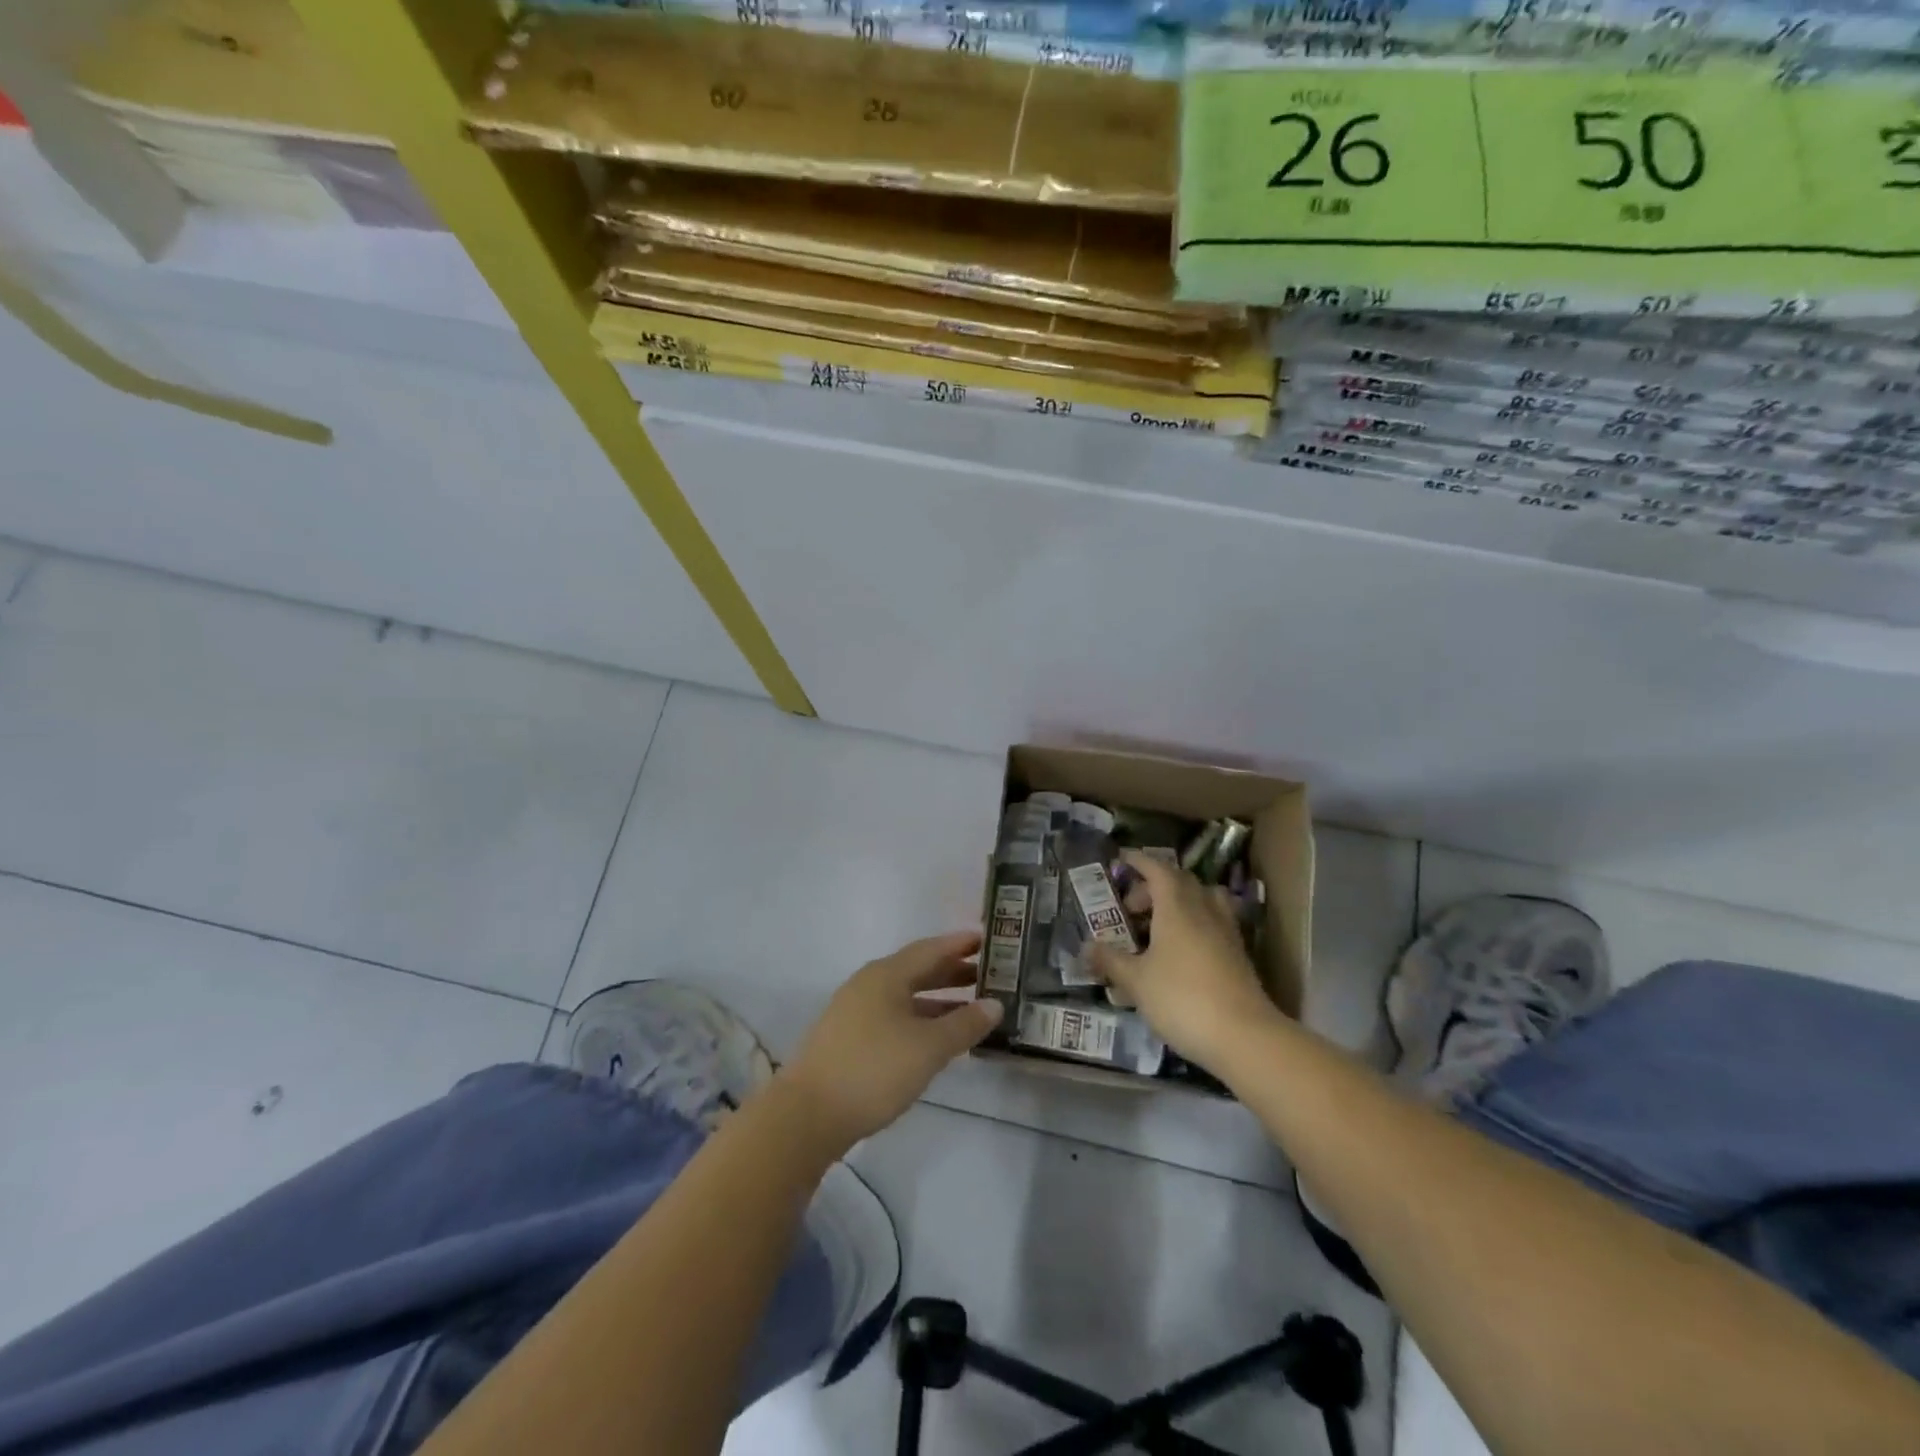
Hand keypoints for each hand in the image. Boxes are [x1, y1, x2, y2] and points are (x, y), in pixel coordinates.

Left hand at [780, 931, 1002, 1151]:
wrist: (807, 1115)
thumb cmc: (873, 1070)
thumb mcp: (928, 1047)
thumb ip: (964, 1024)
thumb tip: (995, 1004)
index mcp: (887, 974)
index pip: (931, 948)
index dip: (961, 944)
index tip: (990, 939)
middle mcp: (869, 984)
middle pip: (918, 970)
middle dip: (953, 972)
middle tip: (990, 975)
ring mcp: (855, 1011)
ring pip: (906, 996)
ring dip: (938, 1000)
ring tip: (972, 1009)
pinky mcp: (849, 1039)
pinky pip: (894, 1016)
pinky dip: (920, 1019)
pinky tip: (936, 1039)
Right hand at [1089, 851, 1284, 1068]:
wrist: (1244, 1037)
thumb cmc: (1182, 999)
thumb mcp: (1137, 982)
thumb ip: (1111, 961)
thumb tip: (1086, 947)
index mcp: (1176, 907)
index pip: (1158, 870)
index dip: (1139, 861)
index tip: (1121, 859)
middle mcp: (1204, 910)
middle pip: (1180, 882)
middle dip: (1153, 886)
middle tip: (1130, 907)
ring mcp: (1226, 932)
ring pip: (1202, 900)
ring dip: (1179, 901)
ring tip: (1159, 924)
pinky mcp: (1238, 954)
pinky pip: (1214, 922)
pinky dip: (1195, 923)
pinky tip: (1182, 950)